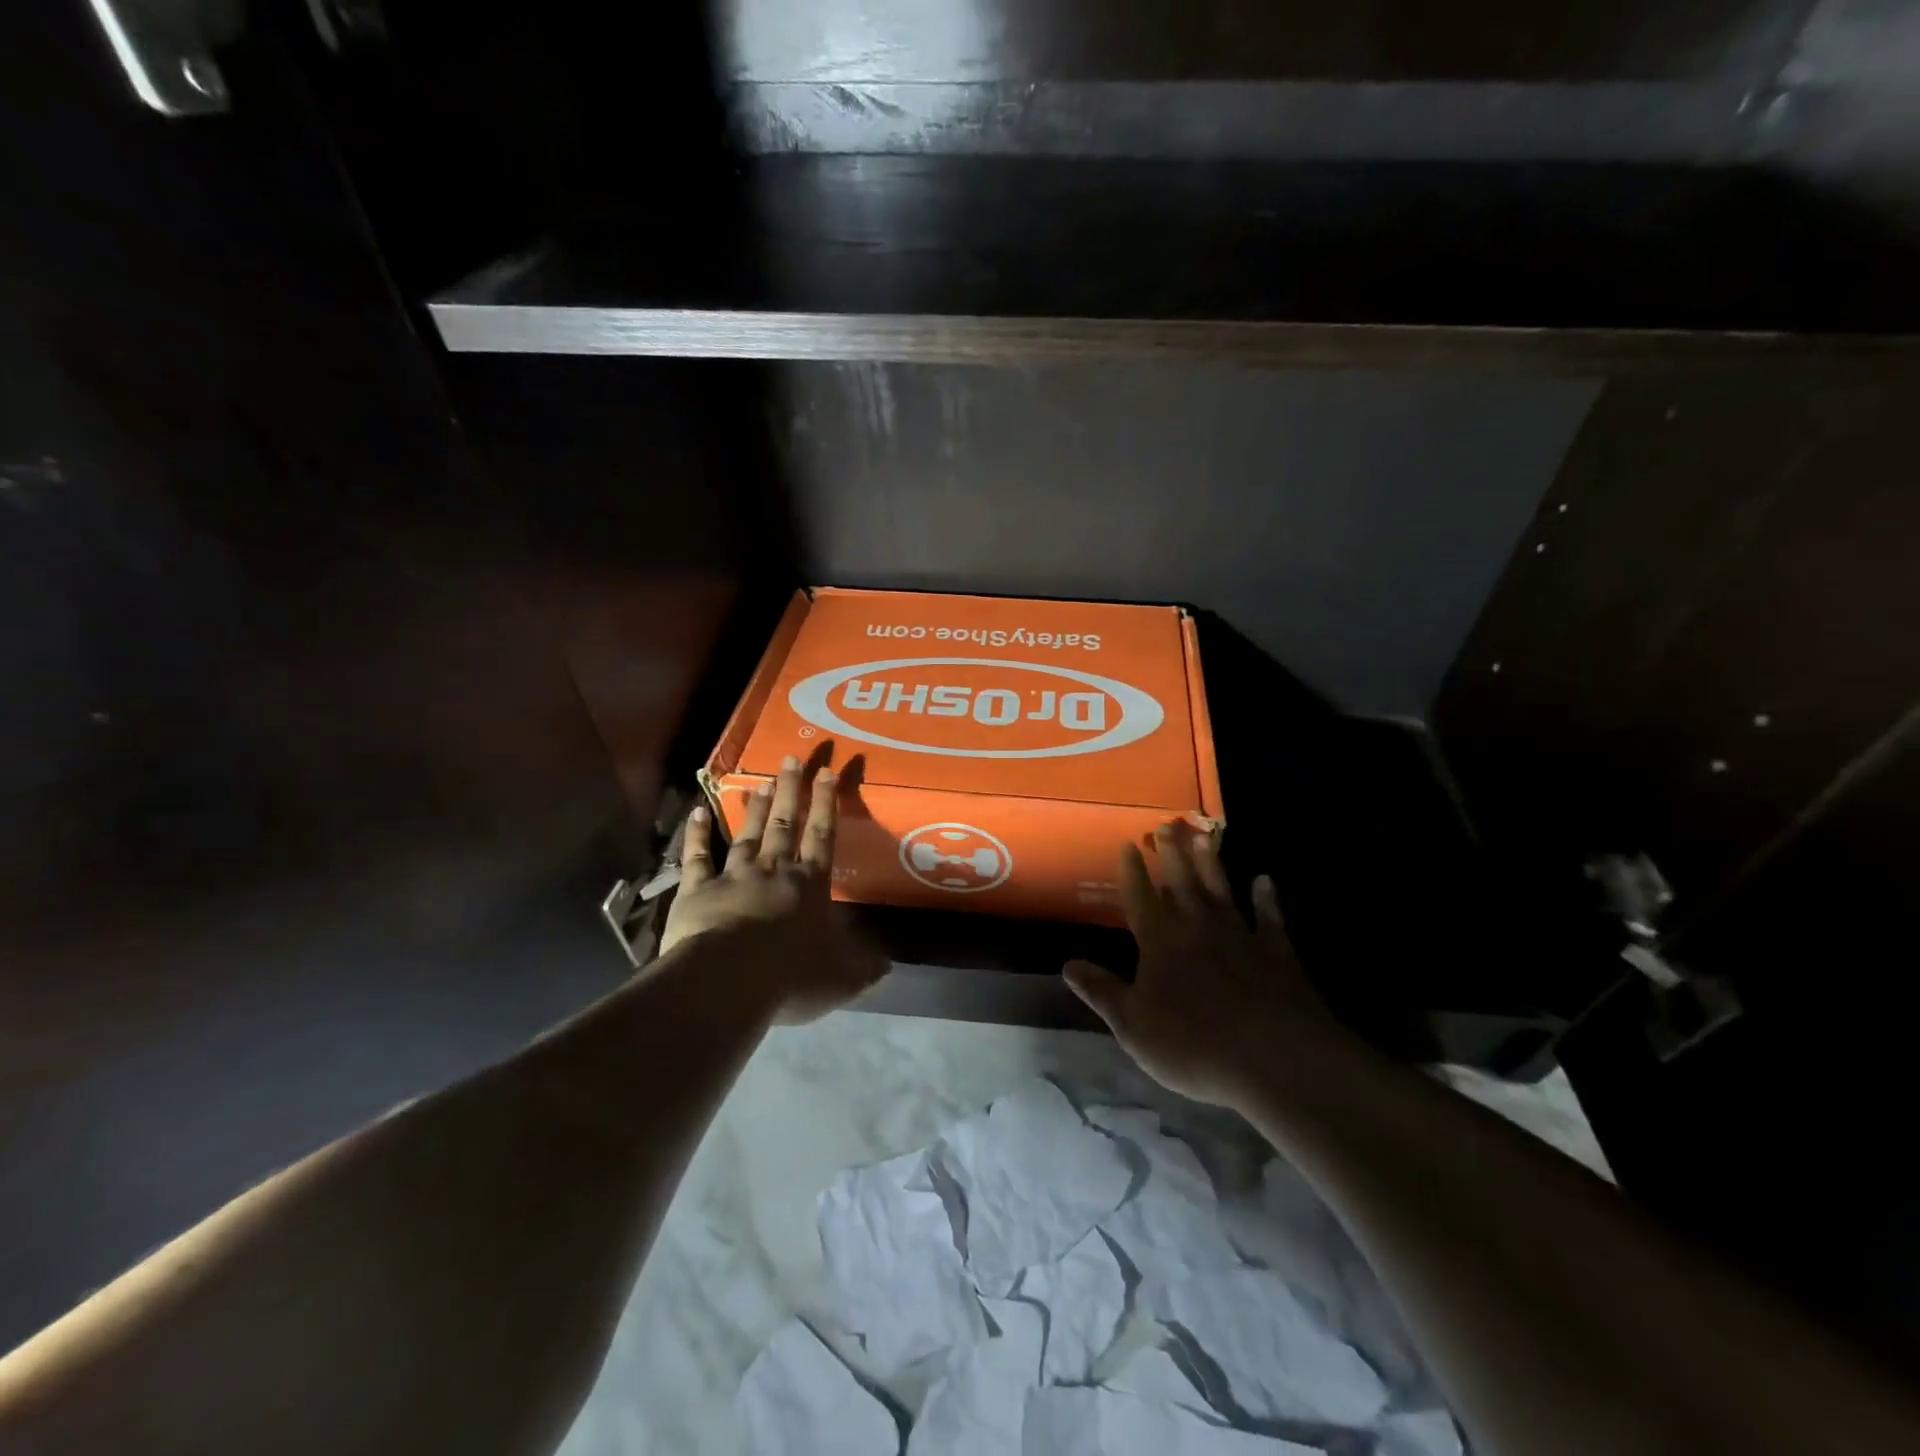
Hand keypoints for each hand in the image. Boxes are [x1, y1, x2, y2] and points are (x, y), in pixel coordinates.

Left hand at [659, 756, 885, 1024]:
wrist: (729, 981)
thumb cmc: (791, 976)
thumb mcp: (841, 978)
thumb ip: (863, 968)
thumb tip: (889, 965)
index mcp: (810, 886)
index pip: (823, 836)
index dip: (827, 803)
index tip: (829, 770)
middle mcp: (774, 871)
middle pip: (785, 823)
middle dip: (791, 790)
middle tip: (792, 757)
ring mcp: (734, 876)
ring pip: (748, 834)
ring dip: (754, 807)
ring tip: (760, 780)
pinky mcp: (697, 890)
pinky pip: (697, 857)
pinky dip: (696, 835)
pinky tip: (697, 811)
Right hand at [1062, 827, 1340, 1108]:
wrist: (1274, 1057)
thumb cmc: (1192, 1043)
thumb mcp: (1132, 1025)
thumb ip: (1102, 992)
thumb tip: (1068, 965)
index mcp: (1160, 941)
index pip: (1141, 897)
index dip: (1133, 871)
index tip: (1128, 844)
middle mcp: (1198, 927)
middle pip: (1181, 882)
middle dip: (1171, 853)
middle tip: (1166, 825)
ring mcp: (1240, 935)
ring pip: (1221, 889)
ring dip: (1211, 863)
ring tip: (1204, 836)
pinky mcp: (1277, 952)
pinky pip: (1270, 918)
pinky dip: (1267, 898)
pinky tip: (1265, 881)